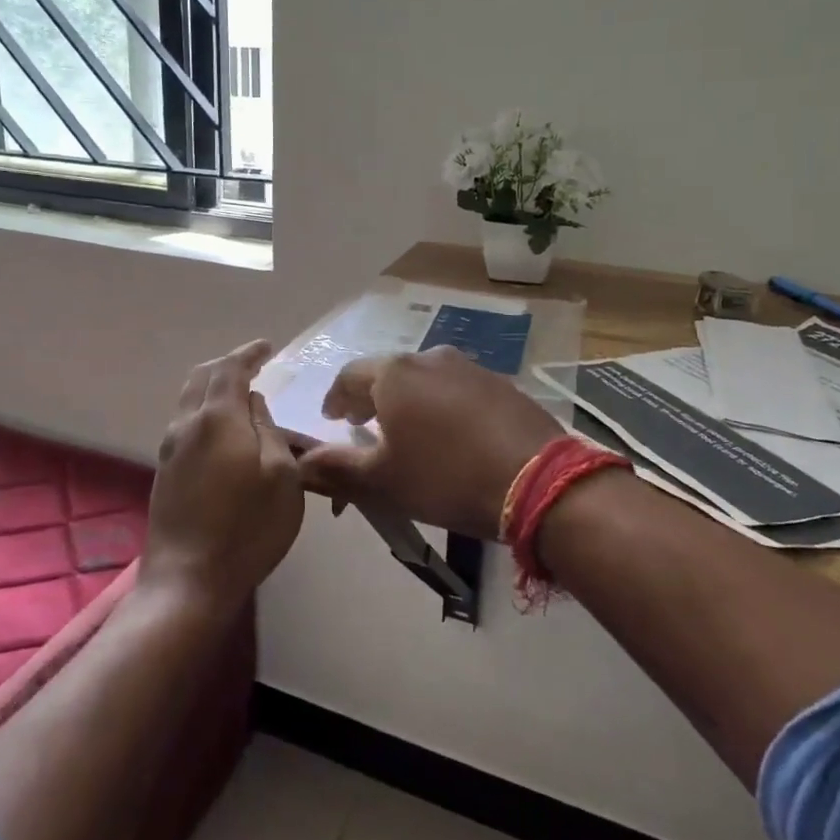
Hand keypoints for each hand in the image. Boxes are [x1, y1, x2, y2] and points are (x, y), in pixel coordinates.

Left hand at [141, 340, 303, 609]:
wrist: (187, 580)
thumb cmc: (247, 528)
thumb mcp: (282, 476)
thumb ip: (269, 429)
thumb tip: (254, 402)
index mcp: (217, 418)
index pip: (230, 369)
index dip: (249, 353)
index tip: (267, 347)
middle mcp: (186, 424)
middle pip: (202, 377)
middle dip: (227, 365)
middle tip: (253, 366)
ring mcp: (169, 448)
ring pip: (189, 399)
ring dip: (213, 387)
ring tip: (240, 395)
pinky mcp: (163, 471)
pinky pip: (185, 422)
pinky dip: (205, 410)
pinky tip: (222, 429)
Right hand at [297, 347, 564, 539]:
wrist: (538, 480)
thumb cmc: (446, 477)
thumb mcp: (384, 481)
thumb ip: (338, 468)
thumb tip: (302, 463)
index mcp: (393, 375)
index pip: (349, 377)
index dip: (334, 398)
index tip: (330, 419)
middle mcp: (428, 358)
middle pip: (387, 374)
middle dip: (370, 399)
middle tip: (362, 425)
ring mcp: (468, 366)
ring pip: (423, 379)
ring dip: (407, 400)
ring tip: (406, 431)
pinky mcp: (500, 382)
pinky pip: (455, 388)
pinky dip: (440, 404)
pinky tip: (448, 432)